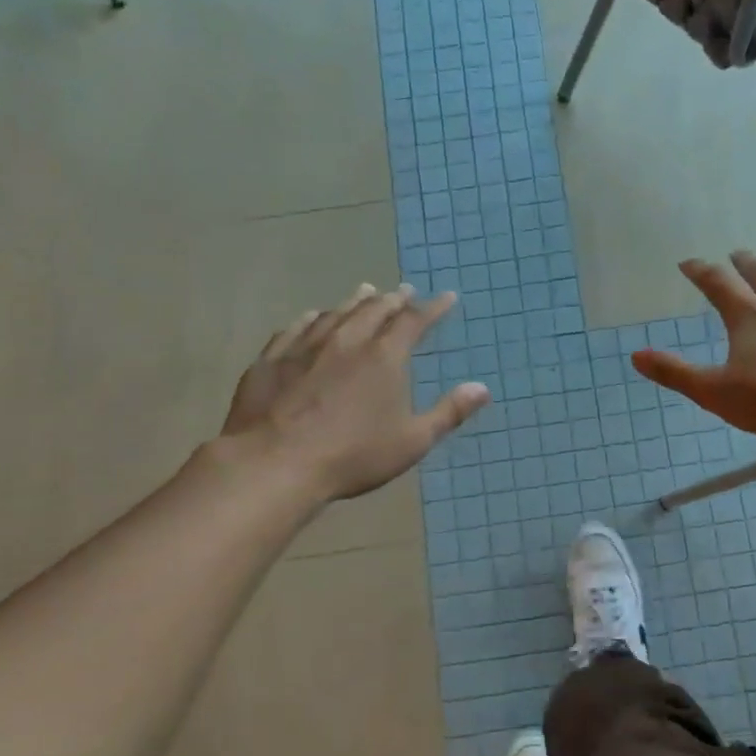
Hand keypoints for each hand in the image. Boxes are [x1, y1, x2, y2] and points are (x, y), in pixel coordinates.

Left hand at [220, 283, 489, 501]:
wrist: (275, 464)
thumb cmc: (353, 456)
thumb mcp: (412, 441)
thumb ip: (449, 413)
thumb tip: (482, 388)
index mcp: (384, 357)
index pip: (414, 321)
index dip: (433, 307)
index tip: (446, 297)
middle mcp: (347, 340)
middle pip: (374, 310)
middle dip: (394, 299)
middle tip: (405, 292)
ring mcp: (305, 347)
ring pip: (335, 313)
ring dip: (355, 302)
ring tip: (366, 292)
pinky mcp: (272, 359)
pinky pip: (295, 328)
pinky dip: (311, 318)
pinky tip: (312, 316)